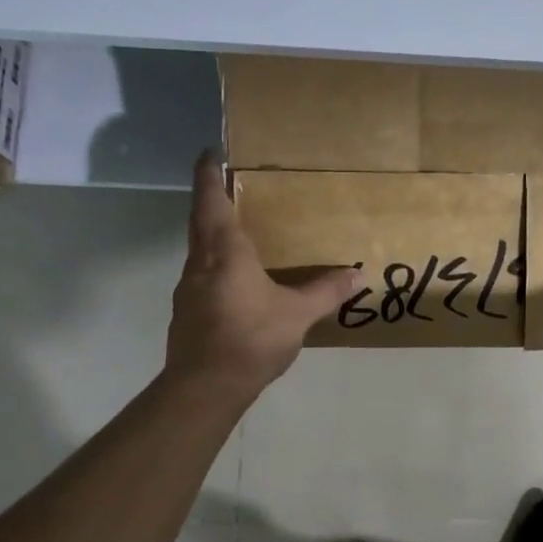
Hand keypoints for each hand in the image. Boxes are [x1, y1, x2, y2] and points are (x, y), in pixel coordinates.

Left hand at [166, 153, 360, 398]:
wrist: (204, 387)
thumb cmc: (251, 338)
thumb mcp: (298, 314)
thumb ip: (326, 292)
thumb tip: (357, 274)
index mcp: (225, 253)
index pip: (212, 202)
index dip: (209, 176)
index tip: (209, 154)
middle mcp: (200, 264)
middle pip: (200, 222)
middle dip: (209, 199)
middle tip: (225, 183)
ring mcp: (188, 289)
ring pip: (198, 250)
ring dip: (211, 234)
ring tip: (236, 233)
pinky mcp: (186, 312)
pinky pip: (200, 276)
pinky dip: (214, 266)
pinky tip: (234, 282)